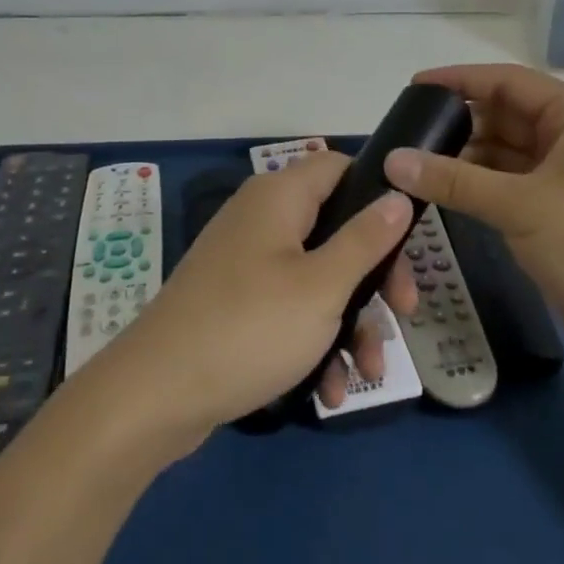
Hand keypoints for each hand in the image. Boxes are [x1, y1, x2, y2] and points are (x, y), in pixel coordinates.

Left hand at [102, 153, 417, 441]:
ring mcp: (247, 262)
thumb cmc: (249, 328)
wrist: (155, 396)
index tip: (409, 236)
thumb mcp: (322, 286)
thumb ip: (366, 239)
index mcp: (280, 197)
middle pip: (336, 228)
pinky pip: (289, 308)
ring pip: (317, 276)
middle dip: (375, 275)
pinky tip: (330, 389)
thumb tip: (398, 194)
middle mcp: (262, 219)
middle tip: (405, 312)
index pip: (340, 167)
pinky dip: (314, 341)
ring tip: (369, 372)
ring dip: (350, 321)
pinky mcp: (236, 302)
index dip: (378, 192)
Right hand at [382, 64, 563, 372]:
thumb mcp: (521, 206)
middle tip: (404, 133)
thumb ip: (454, 179)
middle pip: (505, 115)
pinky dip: (477, 185)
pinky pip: (509, 184)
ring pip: (504, 152)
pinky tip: (441, 190)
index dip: (459, 80)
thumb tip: (393, 159)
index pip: (508, 81)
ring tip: (412, 163)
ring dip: (464, 156)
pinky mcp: (558, 210)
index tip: (413, 87)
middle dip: (457, 122)